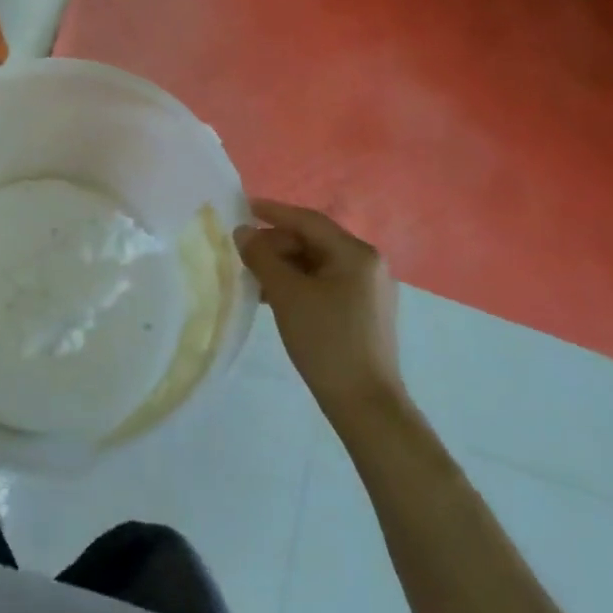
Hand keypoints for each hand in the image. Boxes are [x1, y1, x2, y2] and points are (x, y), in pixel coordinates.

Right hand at [237, 198, 401, 410]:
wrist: (365, 405)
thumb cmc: (326, 341)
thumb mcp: (286, 294)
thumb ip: (261, 256)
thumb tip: (243, 231)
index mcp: (356, 254)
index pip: (308, 220)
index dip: (273, 212)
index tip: (243, 207)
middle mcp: (368, 264)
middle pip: (314, 241)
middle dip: (277, 243)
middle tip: (244, 252)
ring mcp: (369, 290)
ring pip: (318, 264)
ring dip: (285, 266)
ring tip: (253, 276)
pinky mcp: (365, 312)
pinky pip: (325, 284)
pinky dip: (299, 284)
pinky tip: (275, 297)